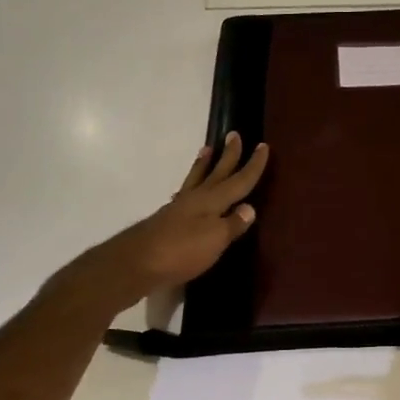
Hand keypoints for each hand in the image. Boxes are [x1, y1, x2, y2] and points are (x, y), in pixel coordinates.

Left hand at [63, 134, 269, 313]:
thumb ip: (233, 224)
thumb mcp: (215, 240)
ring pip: (196, 180)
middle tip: (233, 134)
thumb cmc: (181, 251)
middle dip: (228, 156)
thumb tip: (249, 208)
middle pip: (217, 173)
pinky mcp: (166, 220)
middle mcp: (196, 199)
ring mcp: (179, 208)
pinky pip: (185, 194)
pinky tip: (189, 190)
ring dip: (204, 164)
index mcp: (212, 201)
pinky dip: (191, 185)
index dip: (253, 165)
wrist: (136, 264)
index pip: (239, 181)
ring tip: (207, 149)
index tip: (263, 146)